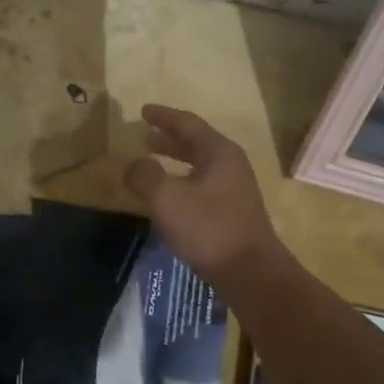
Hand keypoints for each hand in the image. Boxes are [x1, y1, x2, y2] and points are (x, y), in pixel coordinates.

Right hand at [124, 104, 282, 283]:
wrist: (251, 272)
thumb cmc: (208, 228)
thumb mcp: (167, 198)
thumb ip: (145, 176)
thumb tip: (132, 165)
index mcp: (218, 152)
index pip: (188, 123)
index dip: (164, 116)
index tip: (143, 111)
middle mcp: (230, 164)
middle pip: (196, 142)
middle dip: (169, 138)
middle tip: (145, 136)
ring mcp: (235, 188)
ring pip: (200, 164)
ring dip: (175, 159)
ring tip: (153, 162)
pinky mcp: (233, 211)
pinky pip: (203, 184)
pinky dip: (183, 180)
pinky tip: (170, 196)